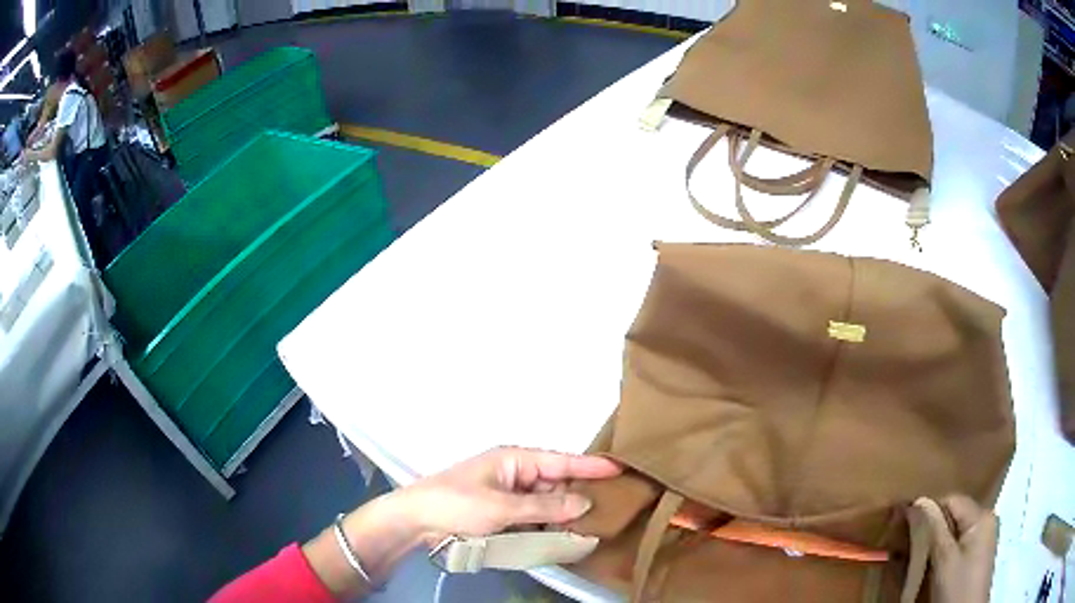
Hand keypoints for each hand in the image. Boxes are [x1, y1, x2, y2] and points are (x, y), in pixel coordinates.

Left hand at [392, 447, 621, 544]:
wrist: (416, 520)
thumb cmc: (457, 504)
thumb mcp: (503, 506)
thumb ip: (545, 506)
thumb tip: (584, 502)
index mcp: (514, 459)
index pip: (560, 461)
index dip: (590, 466)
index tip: (620, 468)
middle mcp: (514, 473)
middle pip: (555, 485)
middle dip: (576, 499)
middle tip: (604, 514)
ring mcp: (507, 494)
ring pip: (545, 504)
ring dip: (560, 516)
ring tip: (586, 529)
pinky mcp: (501, 513)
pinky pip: (531, 517)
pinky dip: (544, 526)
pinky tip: (558, 537)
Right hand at [912, 496, 997, 602]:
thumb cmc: (957, 587)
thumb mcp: (944, 560)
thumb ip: (934, 529)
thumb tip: (918, 501)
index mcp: (981, 516)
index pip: (952, 500)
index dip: (930, 509)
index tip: (906, 524)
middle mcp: (986, 520)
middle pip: (956, 514)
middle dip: (933, 526)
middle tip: (910, 543)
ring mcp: (984, 537)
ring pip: (957, 530)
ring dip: (938, 540)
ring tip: (919, 555)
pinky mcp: (979, 553)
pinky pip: (960, 542)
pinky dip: (945, 550)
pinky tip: (934, 564)